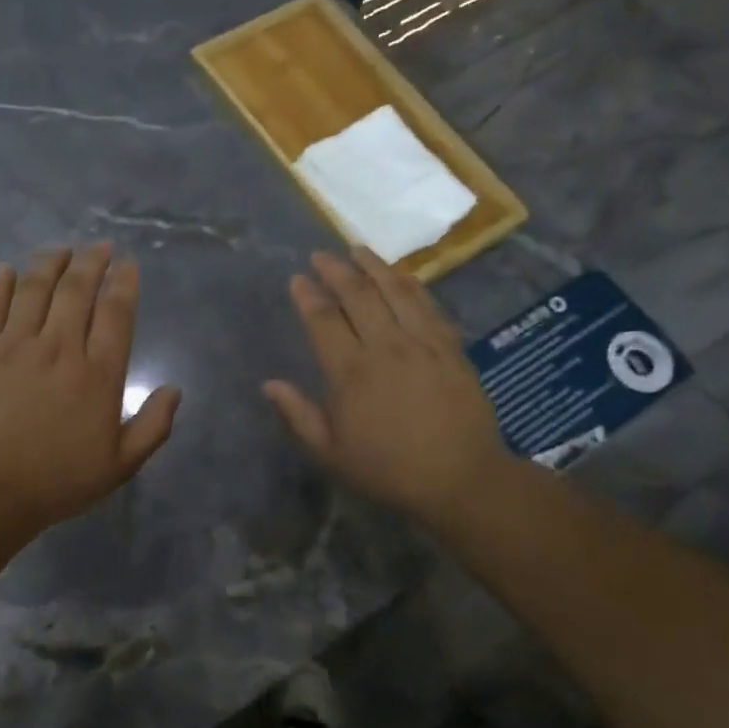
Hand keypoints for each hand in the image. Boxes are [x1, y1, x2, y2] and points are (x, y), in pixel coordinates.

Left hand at [0, 244, 179, 533]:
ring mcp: (15, 347)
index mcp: (98, 375)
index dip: (124, 283)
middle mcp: (59, 349)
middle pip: (77, 291)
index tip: (128, 264)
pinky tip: (6, 269)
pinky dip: (1, 285)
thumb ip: (153, 426)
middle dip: (91, 261)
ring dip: (50, 262)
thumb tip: (174, 390)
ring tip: (60, 248)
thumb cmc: (58, 480)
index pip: (116, 314)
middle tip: (99, 245)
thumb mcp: (121, 465)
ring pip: (34, 289)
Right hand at [263, 249, 513, 527]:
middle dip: (336, 270)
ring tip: (357, 250)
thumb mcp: (331, 453)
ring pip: (395, 290)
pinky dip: (411, 284)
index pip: (323, 320)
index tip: (297, 278)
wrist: (459, 477)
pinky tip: (402, 275)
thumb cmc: (388, 469)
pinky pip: (428, 305)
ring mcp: (422, 342)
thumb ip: (298, 415)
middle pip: (358, 294)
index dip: (307, 295)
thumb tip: (269, 384)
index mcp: (351, 372)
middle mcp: (386, 346)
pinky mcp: (450, 347)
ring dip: (374, 266)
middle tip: (321, 255)